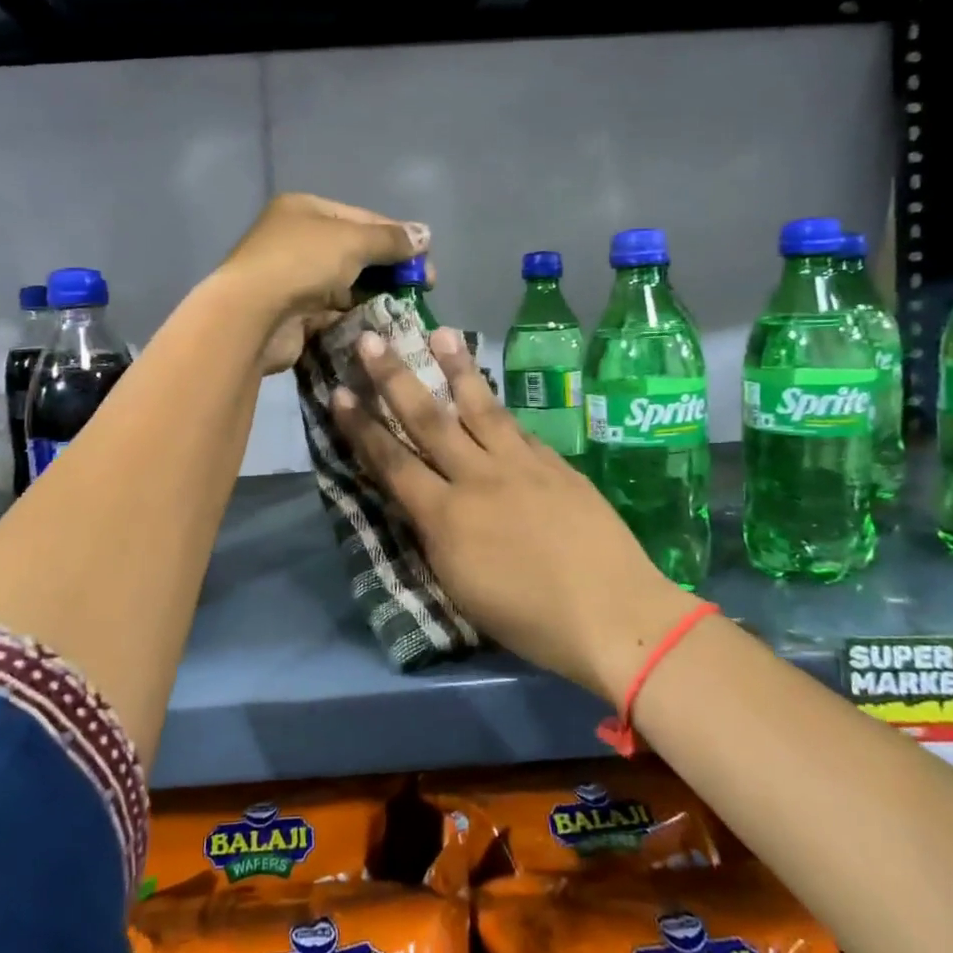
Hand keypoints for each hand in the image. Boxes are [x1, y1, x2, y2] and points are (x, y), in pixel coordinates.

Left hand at [212, 193, 427, 374]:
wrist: (252, 316)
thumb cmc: (301, 263)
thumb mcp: (352, 240)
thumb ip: (390, 239)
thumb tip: (425, 235)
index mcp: (305, 210)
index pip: (361, 217)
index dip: (396, 236)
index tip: (425, 257)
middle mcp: (297, 240)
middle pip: (355, 251)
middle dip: (390, 268)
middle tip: (422, 286)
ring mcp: (294, 279)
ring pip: (346, 284)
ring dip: (376, 294)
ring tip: (407, 307)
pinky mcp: (295, 314)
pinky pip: (335, 311)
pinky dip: (357, 315)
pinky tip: (382, 324)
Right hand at [330, 327, 701, 702]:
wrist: (612, 615)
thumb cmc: (528, 620)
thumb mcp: (459, 587)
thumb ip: (436, 536)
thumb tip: (423, 502)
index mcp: (446, 517)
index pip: (392, 462)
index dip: (361, 427)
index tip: (340, 393)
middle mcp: (478, 478)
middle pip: (429, 419)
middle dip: (396, 378)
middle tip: (374, 340)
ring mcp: (522, 465)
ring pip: (481, 407)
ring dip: (457, 368)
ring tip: (441, 333)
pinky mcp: (556, 465)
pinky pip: (519, 429)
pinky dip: (500, 409)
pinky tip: (492, 393)